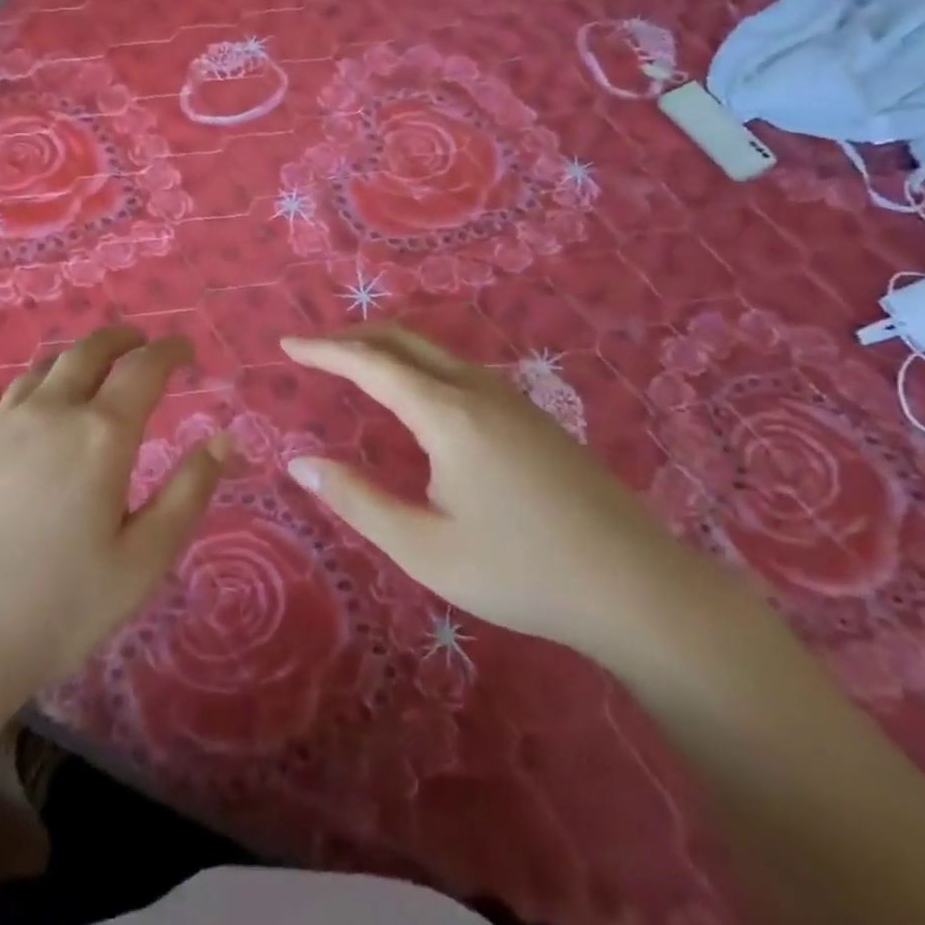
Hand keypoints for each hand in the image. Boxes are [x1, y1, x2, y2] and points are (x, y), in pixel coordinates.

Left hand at [0, 326, 229, 720]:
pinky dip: (10, 386)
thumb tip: (224, 438)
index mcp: (101, 435)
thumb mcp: (144, 559)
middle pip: (87, 352)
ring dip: (70, 358)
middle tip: (138, 341)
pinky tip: (5, 390)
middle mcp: (49, 413)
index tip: (185, 349)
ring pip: (38, 370)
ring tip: (85, 367)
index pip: (144, 369)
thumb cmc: (61, 606)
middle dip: (119, 339)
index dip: (169, 351)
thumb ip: (189, 492)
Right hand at [281, 326, 715, 663]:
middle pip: (404, 340)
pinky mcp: (532, 416)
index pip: (370, 362)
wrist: (637, 587)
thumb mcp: (425, 549)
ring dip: (388, 349)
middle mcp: (477, 390)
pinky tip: (416, 398)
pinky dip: (418, 366)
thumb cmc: (521, 571)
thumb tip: (301, 463)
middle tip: (314, 350)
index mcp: (447, 414)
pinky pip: (459, 370)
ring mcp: (511, 399)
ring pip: (435, 352)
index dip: (324, 349)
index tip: (287, 343)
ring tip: (355, 367)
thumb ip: (358, 501)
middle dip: (353, 337)